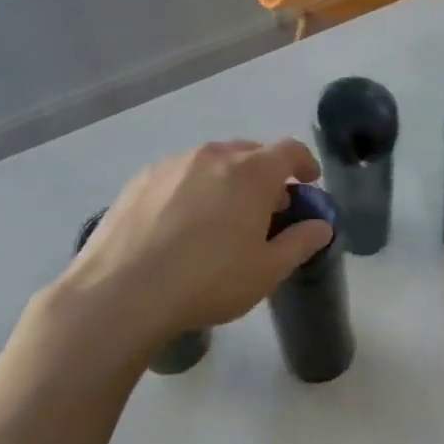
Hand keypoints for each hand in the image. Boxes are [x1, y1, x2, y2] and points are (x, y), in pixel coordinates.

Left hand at [45, 140, 333, 352]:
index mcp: (250, 173)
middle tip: (268, 208)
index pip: (289, 151)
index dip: (305, 163)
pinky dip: (194, 188)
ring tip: (224, 216)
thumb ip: (300, 242)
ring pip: (212, 162)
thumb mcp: (267, 271)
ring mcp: (172, 165)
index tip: (309, 182)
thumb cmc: (208, 281)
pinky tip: (183, 224)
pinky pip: (180, 175)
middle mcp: (212, 157)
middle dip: (267, 175)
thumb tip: (321, 226)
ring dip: (228, 180)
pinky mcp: (140, 180)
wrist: (121, 292)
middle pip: (250, 153)